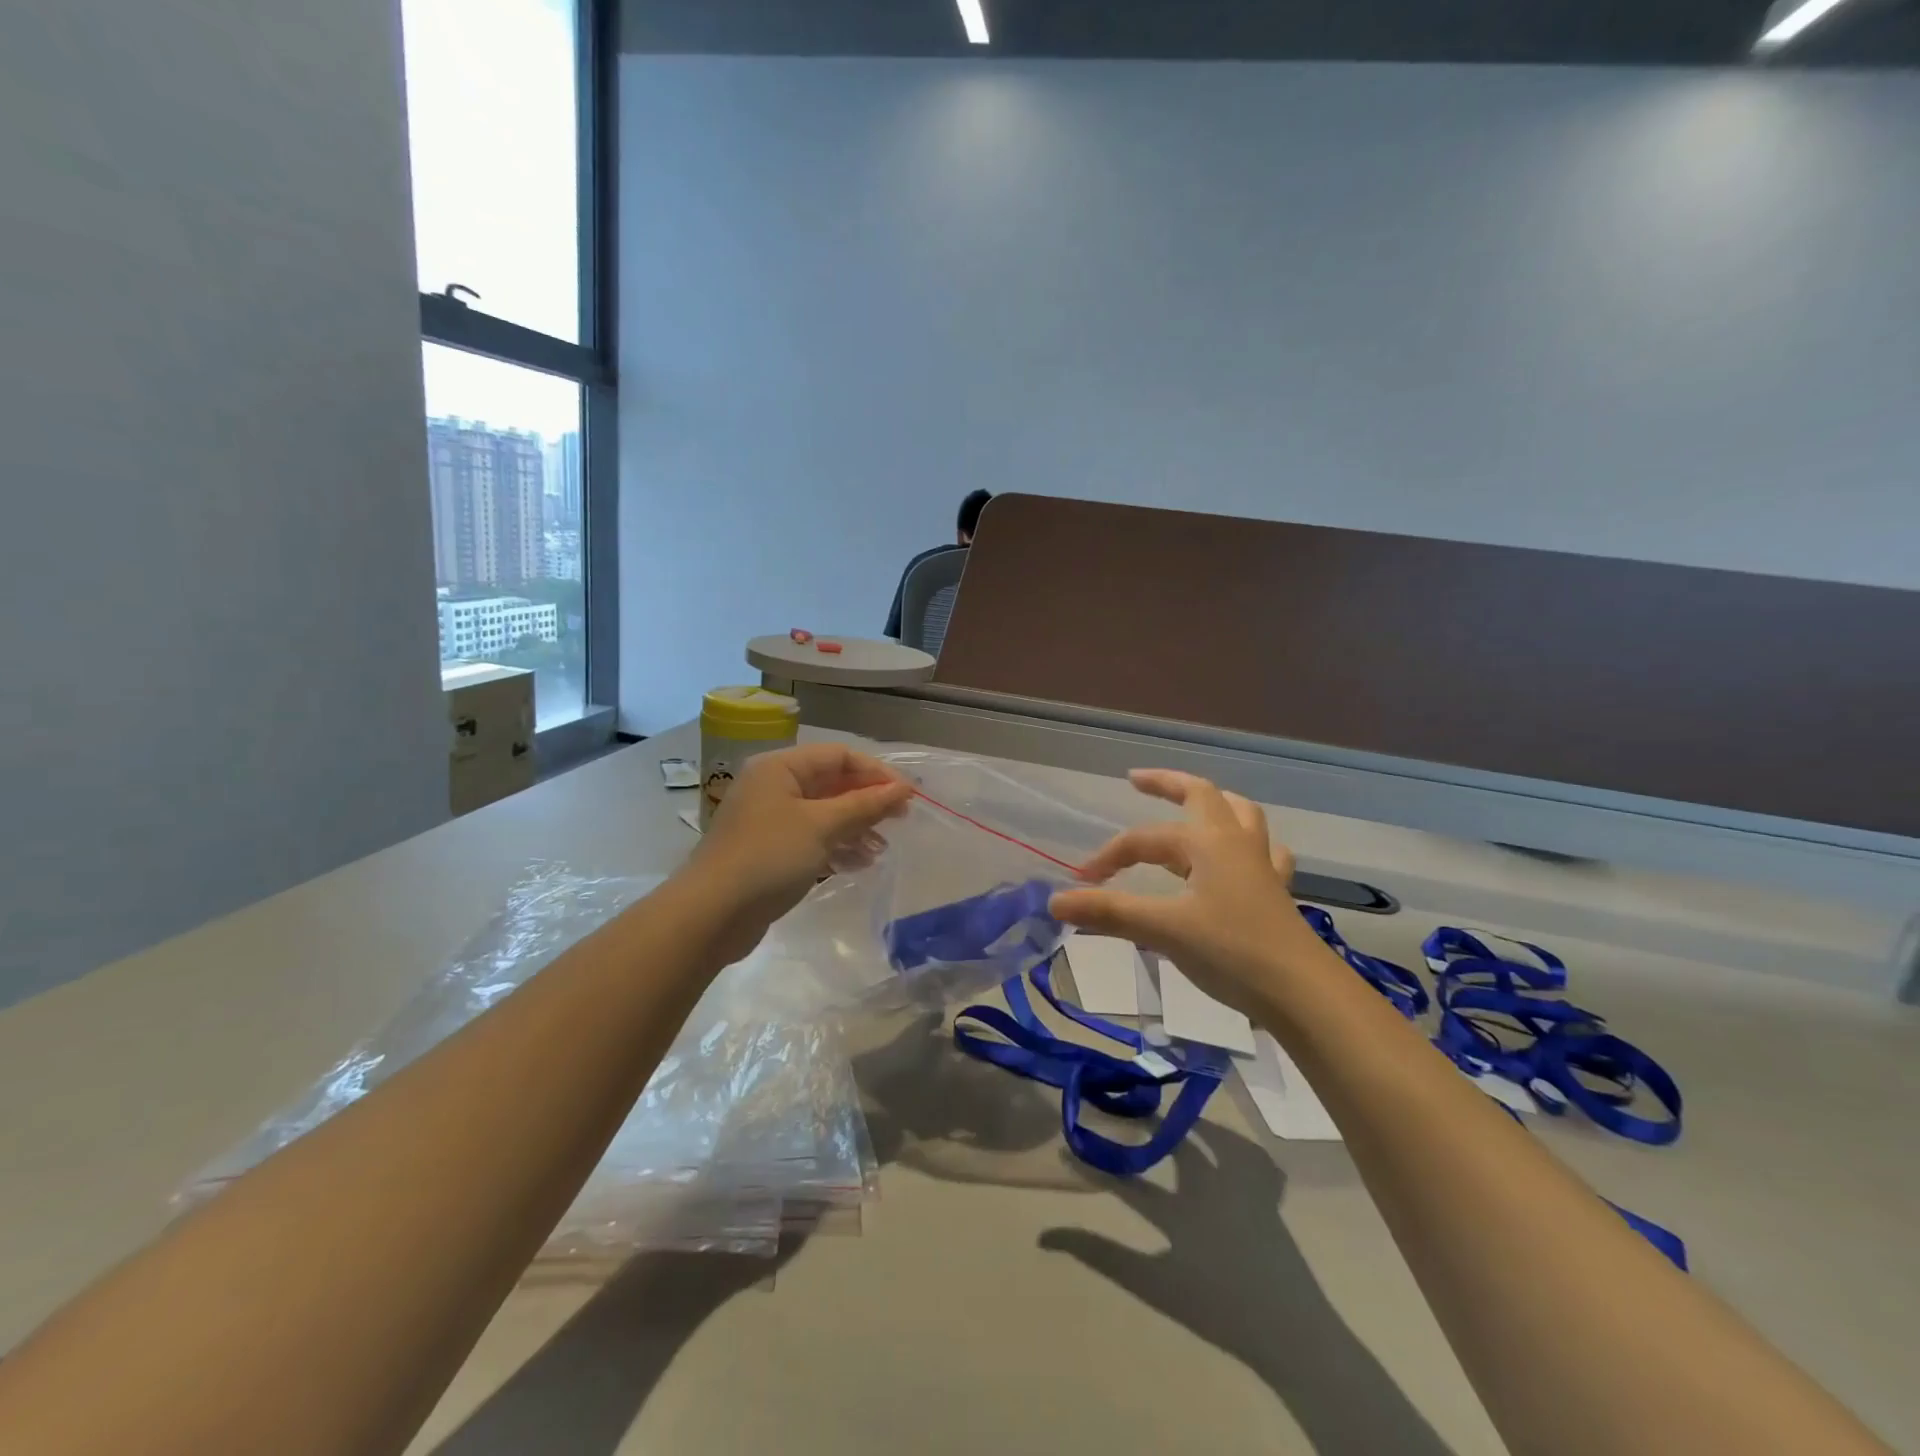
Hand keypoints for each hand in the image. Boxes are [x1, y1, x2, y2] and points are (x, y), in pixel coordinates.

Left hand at [685, 743, 912, 956]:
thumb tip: (903, 788)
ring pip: (824, 814)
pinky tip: (858, 865)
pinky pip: (812, 839)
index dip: (876, 773)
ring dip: (856, 828)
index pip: (839, 756)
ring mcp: (770, 820)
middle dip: (867, 802)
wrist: (711, 915)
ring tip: (881, 850)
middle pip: (832, 784)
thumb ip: (865, 805)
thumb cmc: (768, 857)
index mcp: (781, 768)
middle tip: (901, 821)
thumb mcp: (822, 826)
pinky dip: (836, 847)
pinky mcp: (769, 851)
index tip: (907, 796)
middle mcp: (774, 787)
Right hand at [1049, 770, 1322, 1020]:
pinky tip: (1241, 860)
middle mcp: (1236, 842)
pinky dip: (1247, 846)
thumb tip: (1055, 900)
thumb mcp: (1163, 929)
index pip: (1144, 839)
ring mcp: (1262, 866)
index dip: (1109, 856)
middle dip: (1168, 785)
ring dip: (1213, 805)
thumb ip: (1108, 912)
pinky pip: (1263, 853)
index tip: (1082, 884)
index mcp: (1208, 841)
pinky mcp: (1275, 893)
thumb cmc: (1231, 951)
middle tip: (1138, 781)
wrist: (1302, 993)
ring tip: (1193, 808)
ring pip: (1240, 817)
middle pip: (1203, 795)